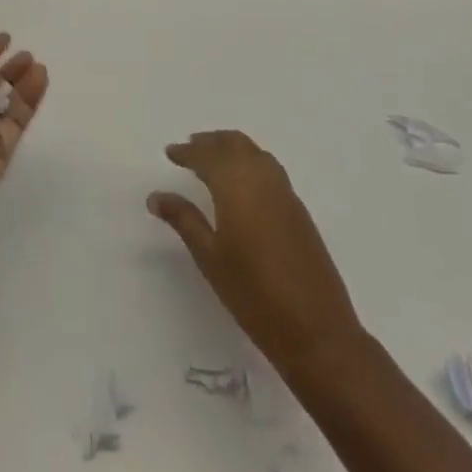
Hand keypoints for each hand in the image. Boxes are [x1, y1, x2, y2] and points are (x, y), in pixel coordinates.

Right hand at [148, 131, 362, 369]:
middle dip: (210, 142)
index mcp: (237, 186)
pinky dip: (250, 161)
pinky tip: (243, 182)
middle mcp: (262, 179)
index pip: (208, 156)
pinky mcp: (298, 209)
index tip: (170, 152)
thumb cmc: (254, 294)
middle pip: (234, 144)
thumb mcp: (210, 258)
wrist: (316, 330)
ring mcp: (285, 192)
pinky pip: (269, 168)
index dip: (187, 152)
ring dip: (232, 147)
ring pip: (254, 152)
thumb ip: (183, 220)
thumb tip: (156, 196)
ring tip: (213, 159)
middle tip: (189, 148)